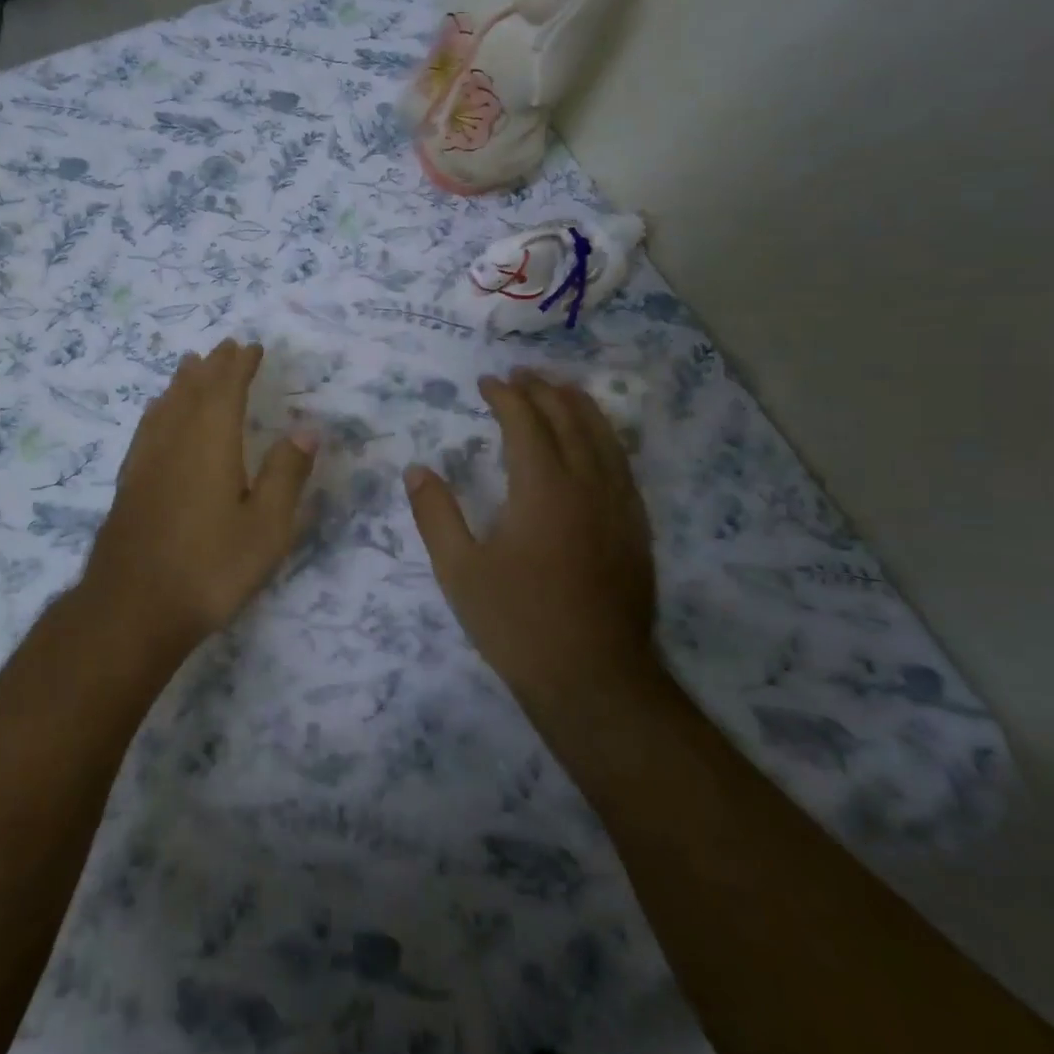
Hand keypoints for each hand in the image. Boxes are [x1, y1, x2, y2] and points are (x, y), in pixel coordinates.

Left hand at [82, 339, 316, 644]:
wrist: (132, 607)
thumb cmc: (210, 567)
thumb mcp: (266, 526)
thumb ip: (287, 473)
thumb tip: (306, 428)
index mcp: (211, 441)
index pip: (226, 388)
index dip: (239, 364)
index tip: (251, 347)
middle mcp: (175, 439)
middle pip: (193, 390)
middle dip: (212, 366)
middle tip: (225, 347)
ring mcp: (146, 460)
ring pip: (166, 405)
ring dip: (182, 382)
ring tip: (191, 365)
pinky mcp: (129, 482)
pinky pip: (147, 427)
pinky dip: (159, 409)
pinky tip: (157, 415)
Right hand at [404, 370, 659, 707]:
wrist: (594, 679)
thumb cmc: (517, 623)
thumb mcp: (459, 570)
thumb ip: (436, 514)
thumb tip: (417, 470)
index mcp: (542, 488)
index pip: (526, 422)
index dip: (506, 396)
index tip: (487, 382)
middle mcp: (587, 485)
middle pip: (569, 419)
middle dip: (543, 390)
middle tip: (520, 375)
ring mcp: (619, 506)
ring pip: (604, 437)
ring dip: (579, 406)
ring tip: (560, 389)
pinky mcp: (635, 529)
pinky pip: (622, 465)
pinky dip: (604, 438)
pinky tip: (596, 443)